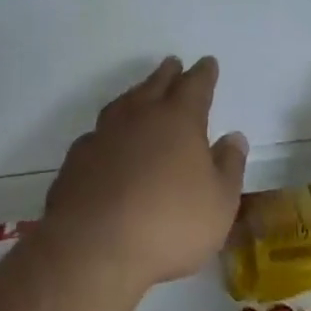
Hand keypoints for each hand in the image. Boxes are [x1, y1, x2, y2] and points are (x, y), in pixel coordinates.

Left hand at [40, 56, 248, 294]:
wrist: (93, 248)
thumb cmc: (169, 224)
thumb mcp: (219, 203)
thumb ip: (229, 167)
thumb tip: (234, 137)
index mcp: (179, 119)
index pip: (195, 85)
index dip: (204, 73)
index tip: (208, 62)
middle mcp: (140, 116)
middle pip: (156, 85)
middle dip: (168, 74)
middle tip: (173, 63)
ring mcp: (103, 135)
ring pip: (123, 104)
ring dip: (136, 95)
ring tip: (141, 94)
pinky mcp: (76, 160)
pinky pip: (97, 135)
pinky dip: (108, 133)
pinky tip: (108, 143)